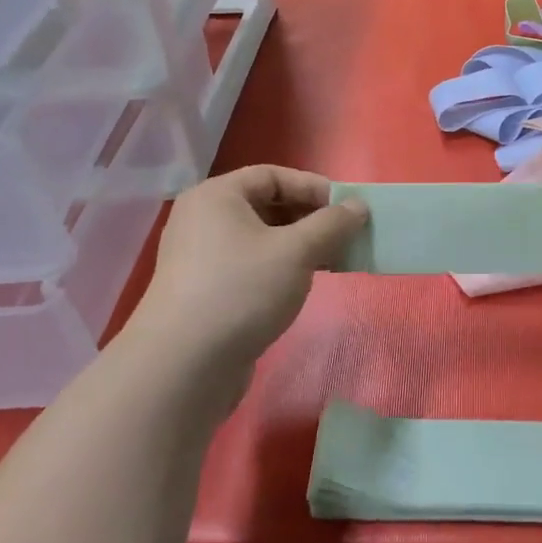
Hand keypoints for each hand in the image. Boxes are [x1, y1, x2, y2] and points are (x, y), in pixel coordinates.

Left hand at [116, 165, 366, 414]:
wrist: (182, 367)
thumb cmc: (241, 291)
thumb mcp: (296, 251)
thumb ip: (331, 224)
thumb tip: (359, 206)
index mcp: (217, 196)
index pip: (272, 175)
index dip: (313, 187)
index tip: (347, 208)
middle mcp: (203, 219)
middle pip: (266, 205)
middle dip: (309, 218)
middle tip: (344, 236)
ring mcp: (200, 257)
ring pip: (260, 238)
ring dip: (298, 245)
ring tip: (331, 262)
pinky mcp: (204, 291)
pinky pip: (249, 265)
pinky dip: (279, 268)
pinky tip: (301, 285)